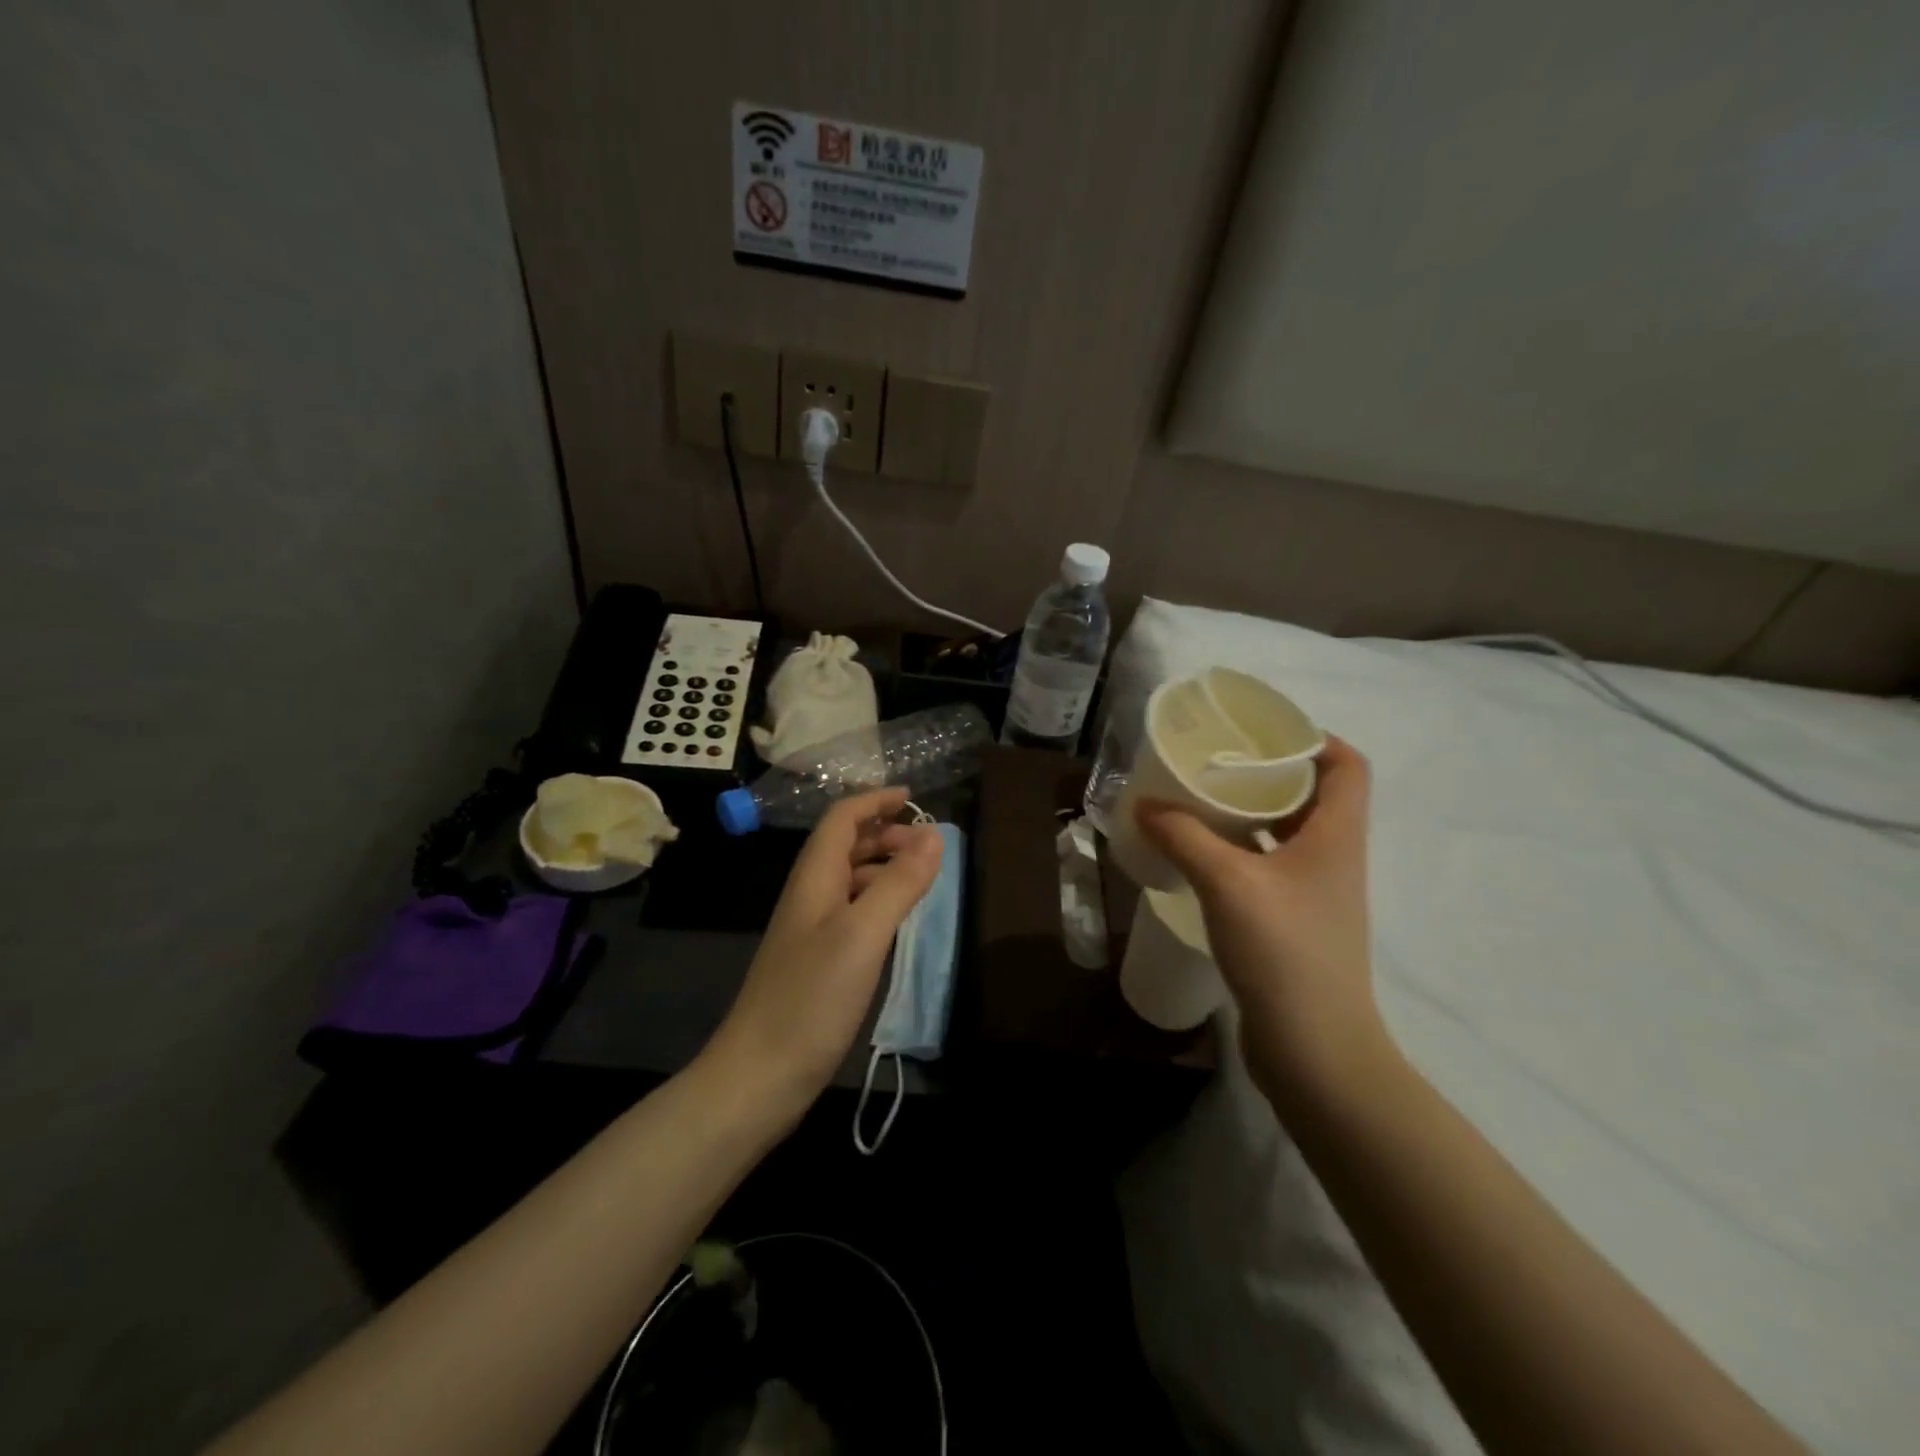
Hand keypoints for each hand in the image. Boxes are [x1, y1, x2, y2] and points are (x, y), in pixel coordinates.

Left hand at [705, 787, 942, 1110]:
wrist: (759, 1076)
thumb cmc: (811, 999)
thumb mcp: (863, 935)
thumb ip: (899, 882)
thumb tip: (933, 834)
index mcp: (814, 879)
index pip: (841, 820)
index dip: (874, 801)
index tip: (913, 796)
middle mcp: (810, 896)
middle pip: (844, 845)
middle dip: (883, 832)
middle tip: (926, 841)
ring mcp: (811, 931)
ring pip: (849, 879)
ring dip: (882, 865)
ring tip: (921, 875)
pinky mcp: (818, 962)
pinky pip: (852, 912)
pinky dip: (878, 900)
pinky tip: (897, 919)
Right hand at [1136, 736, 1388, 1101]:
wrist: (1314, 1049)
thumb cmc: (1283, 952)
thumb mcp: (1227, 882)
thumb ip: (1184, 836)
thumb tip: (1145, 805)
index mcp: (1337, 836)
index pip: (1348, 766)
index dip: (1315, 738)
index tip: (1264, 731)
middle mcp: (1333, 858)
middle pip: (1313, 795)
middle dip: (1267, 772)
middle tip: (1215, 761)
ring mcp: (1314, 894)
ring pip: (1286, 833)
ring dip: (1249, 813)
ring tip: (1199, 800)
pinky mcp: (1293, 923)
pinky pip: (1267, 867)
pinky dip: (1239, 851)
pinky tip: (1199, 854)